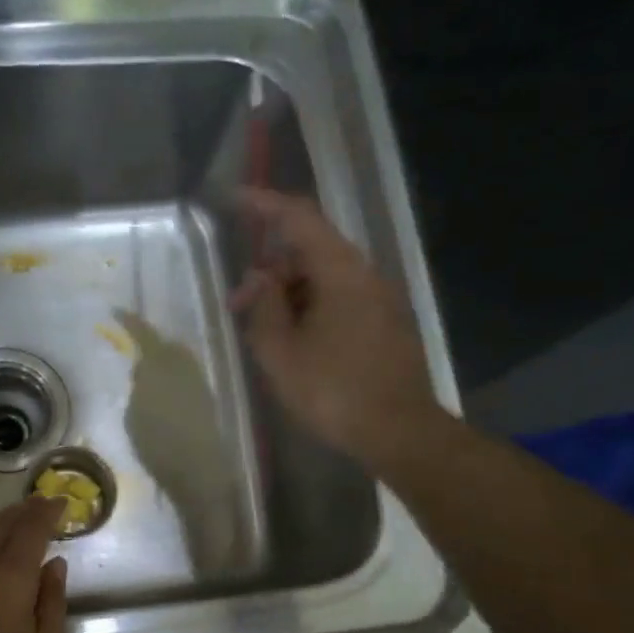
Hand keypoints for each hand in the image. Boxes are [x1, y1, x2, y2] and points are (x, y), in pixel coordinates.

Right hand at [228, 187, 446, 465]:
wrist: (399, 432)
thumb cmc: (333, 391)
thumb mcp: (281, 353)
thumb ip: (263, 307)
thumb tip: (258, 281)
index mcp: (340, 272)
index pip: (299, 218)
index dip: (265, 205)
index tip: (234, 200)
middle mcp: (364, 275)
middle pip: (310, 251)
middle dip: (270, 269)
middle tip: (238, 305)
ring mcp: (378, 300)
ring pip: (324, 279)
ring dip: (287, 294)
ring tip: (261, 331)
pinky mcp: (383, 325)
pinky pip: (338, 301)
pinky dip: (309, 309)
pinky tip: (292, 342)